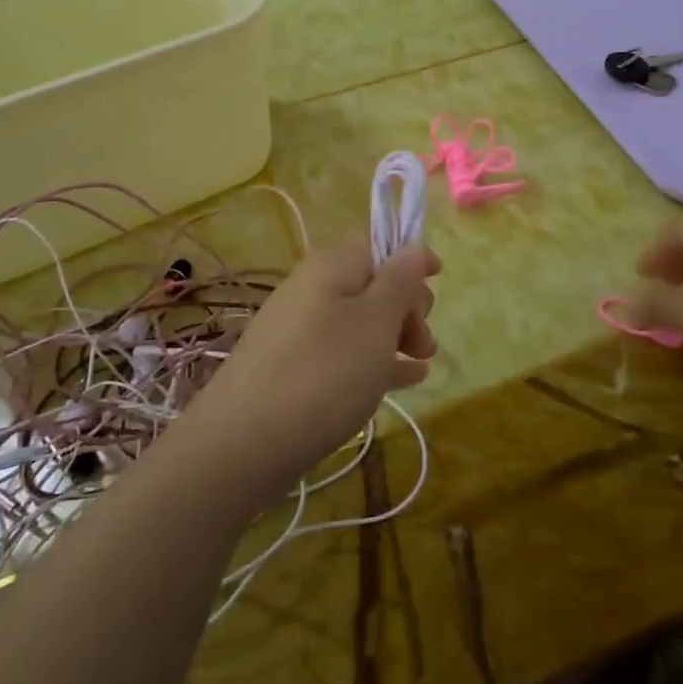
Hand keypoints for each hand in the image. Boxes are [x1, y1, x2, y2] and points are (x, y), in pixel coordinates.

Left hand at [171, 236, 440, 504]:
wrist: (243, 444)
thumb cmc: (323, 372)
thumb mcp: (375, 322)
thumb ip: (400, 281)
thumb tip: (414, 248)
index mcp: (331, 265)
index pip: (376, 239)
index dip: (410, 254)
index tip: (439, 279)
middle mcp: (312, 289)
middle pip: (371, 280)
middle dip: (407, 303)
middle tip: (424, 339)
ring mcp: (300, 330)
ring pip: (360, 319)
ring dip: (396, 334)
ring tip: (422, 363)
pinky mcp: (295, 368)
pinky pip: (345, 351)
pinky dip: (375, 359)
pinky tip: (406, 380)